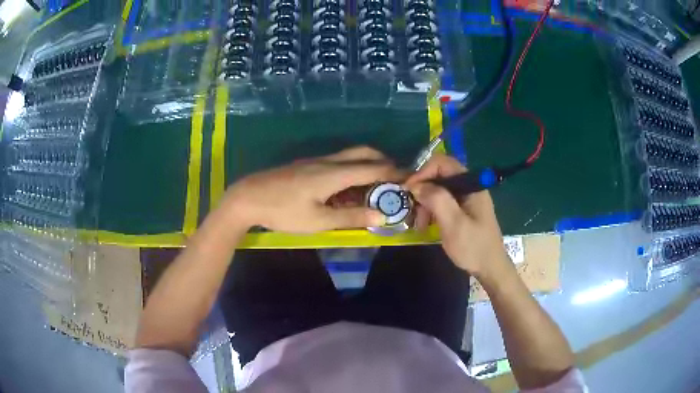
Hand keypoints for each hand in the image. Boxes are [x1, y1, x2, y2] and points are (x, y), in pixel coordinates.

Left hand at [222, 146, 401, 232]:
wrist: (248, 197)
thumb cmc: (283, 212)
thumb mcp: (319, 221)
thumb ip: (352, 217)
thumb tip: (382, 216)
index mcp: (334, 173)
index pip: (374, 168)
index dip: (395, 173)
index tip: (411, 179)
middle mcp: (329, 161)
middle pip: (364, 153)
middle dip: (384, 162)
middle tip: (395, 180)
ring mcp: (317, 161)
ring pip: (351, 155)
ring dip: (368, 165)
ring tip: (376, 186)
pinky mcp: (308, 165)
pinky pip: (338, 162)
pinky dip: (353, 169)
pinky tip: (349, 188)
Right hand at [405, 154, 509, 277]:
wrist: (490, 269)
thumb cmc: (473, 247)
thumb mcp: (454, 224)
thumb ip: (437, 200)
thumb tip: (416, 185)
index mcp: (471, 185)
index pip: (443, 163)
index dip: (423, 172)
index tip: (408, 190)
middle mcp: (469, 187)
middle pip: (439, 176)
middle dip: (423, 191)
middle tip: (413, 212)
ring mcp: (466, 199)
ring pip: (438, 191)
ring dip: (425, 204)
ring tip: (419, 224)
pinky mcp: (463, 211)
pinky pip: (443, 203)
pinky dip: (431, 211)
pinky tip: (426, 226)